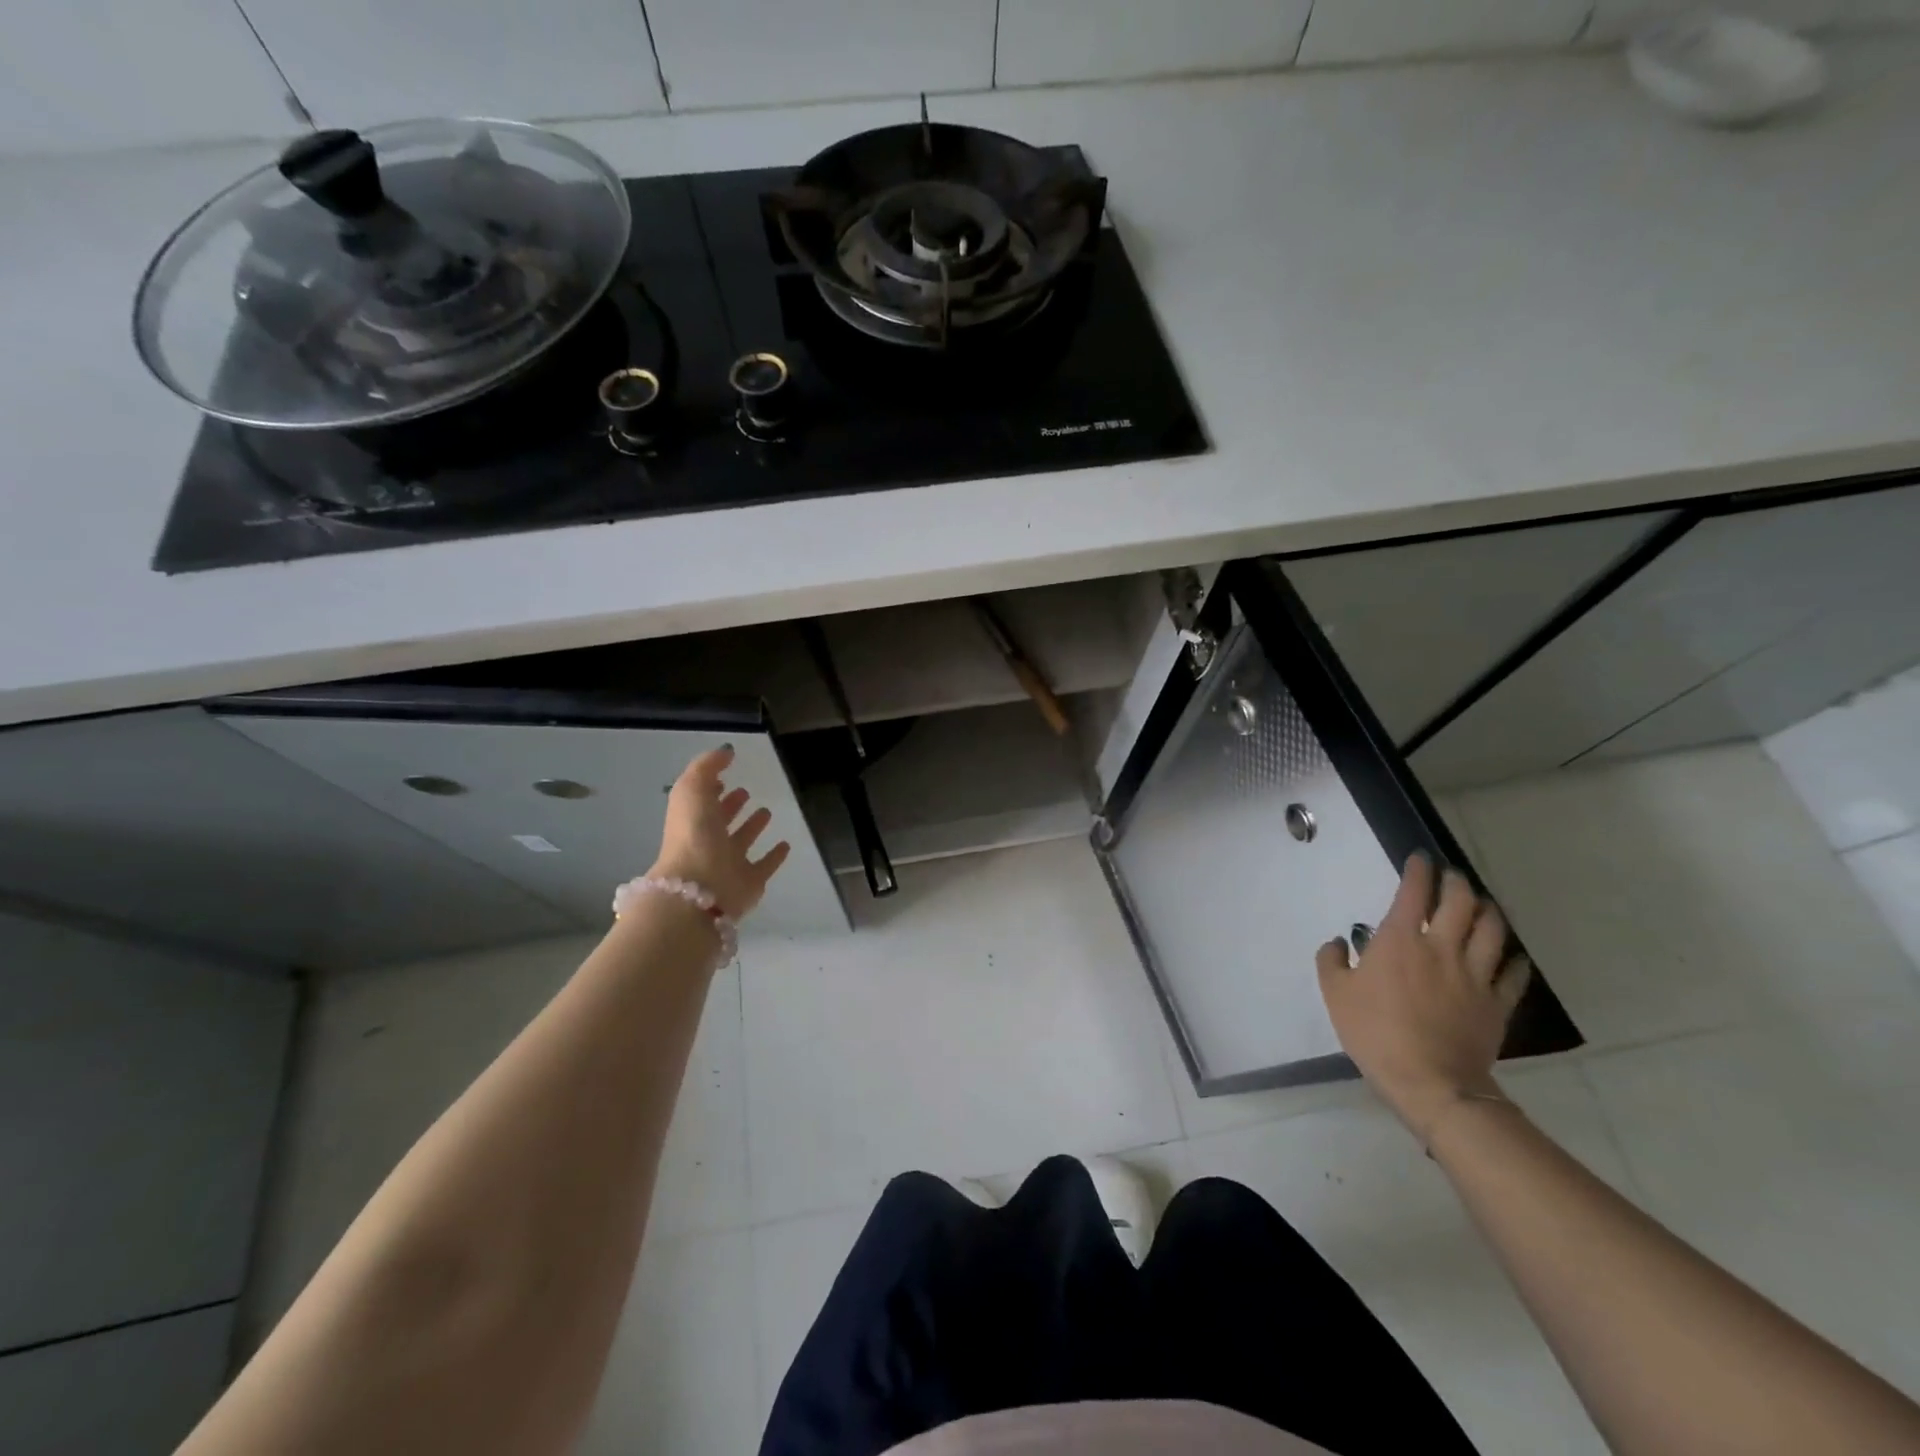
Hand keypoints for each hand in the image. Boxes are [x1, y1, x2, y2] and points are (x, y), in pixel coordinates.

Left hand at [650, 746, 790, 920]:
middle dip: (731, 806)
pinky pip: (764, 866)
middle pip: (720, 821)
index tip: (724, 775)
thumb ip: (706, 767)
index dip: (711, 787)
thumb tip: (725, 752)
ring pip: (742, 842)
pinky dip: (775, 857)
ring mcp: (728, 864)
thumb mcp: (691, 790)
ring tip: (767, 811)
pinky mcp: (749, 882)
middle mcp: (708, 842)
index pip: (702, 801)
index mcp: (692, 820)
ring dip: (752, 827)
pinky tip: (786, 845)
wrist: (700, 888)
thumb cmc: (693, 836)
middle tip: (745, 792)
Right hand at [1316, 852, 1530, 1142]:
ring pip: (1493, 929)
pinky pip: (1513, 973)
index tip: (1419, 858)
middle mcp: (1442, 947)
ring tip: (1483, 905)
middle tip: (1452, 876)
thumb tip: (1339, 942)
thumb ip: (1332, 961)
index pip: (1414, 892)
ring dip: (1489, 910)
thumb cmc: (1374, 1031)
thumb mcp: (1335, 994)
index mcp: (1400, 940)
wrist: (1429, 1081)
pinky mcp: (1497, 1003)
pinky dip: (1512, 958)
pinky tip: (1509, 956)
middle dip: (1457, 882)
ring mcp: (1475, 975)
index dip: (1418, 870)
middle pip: (1461, 902)